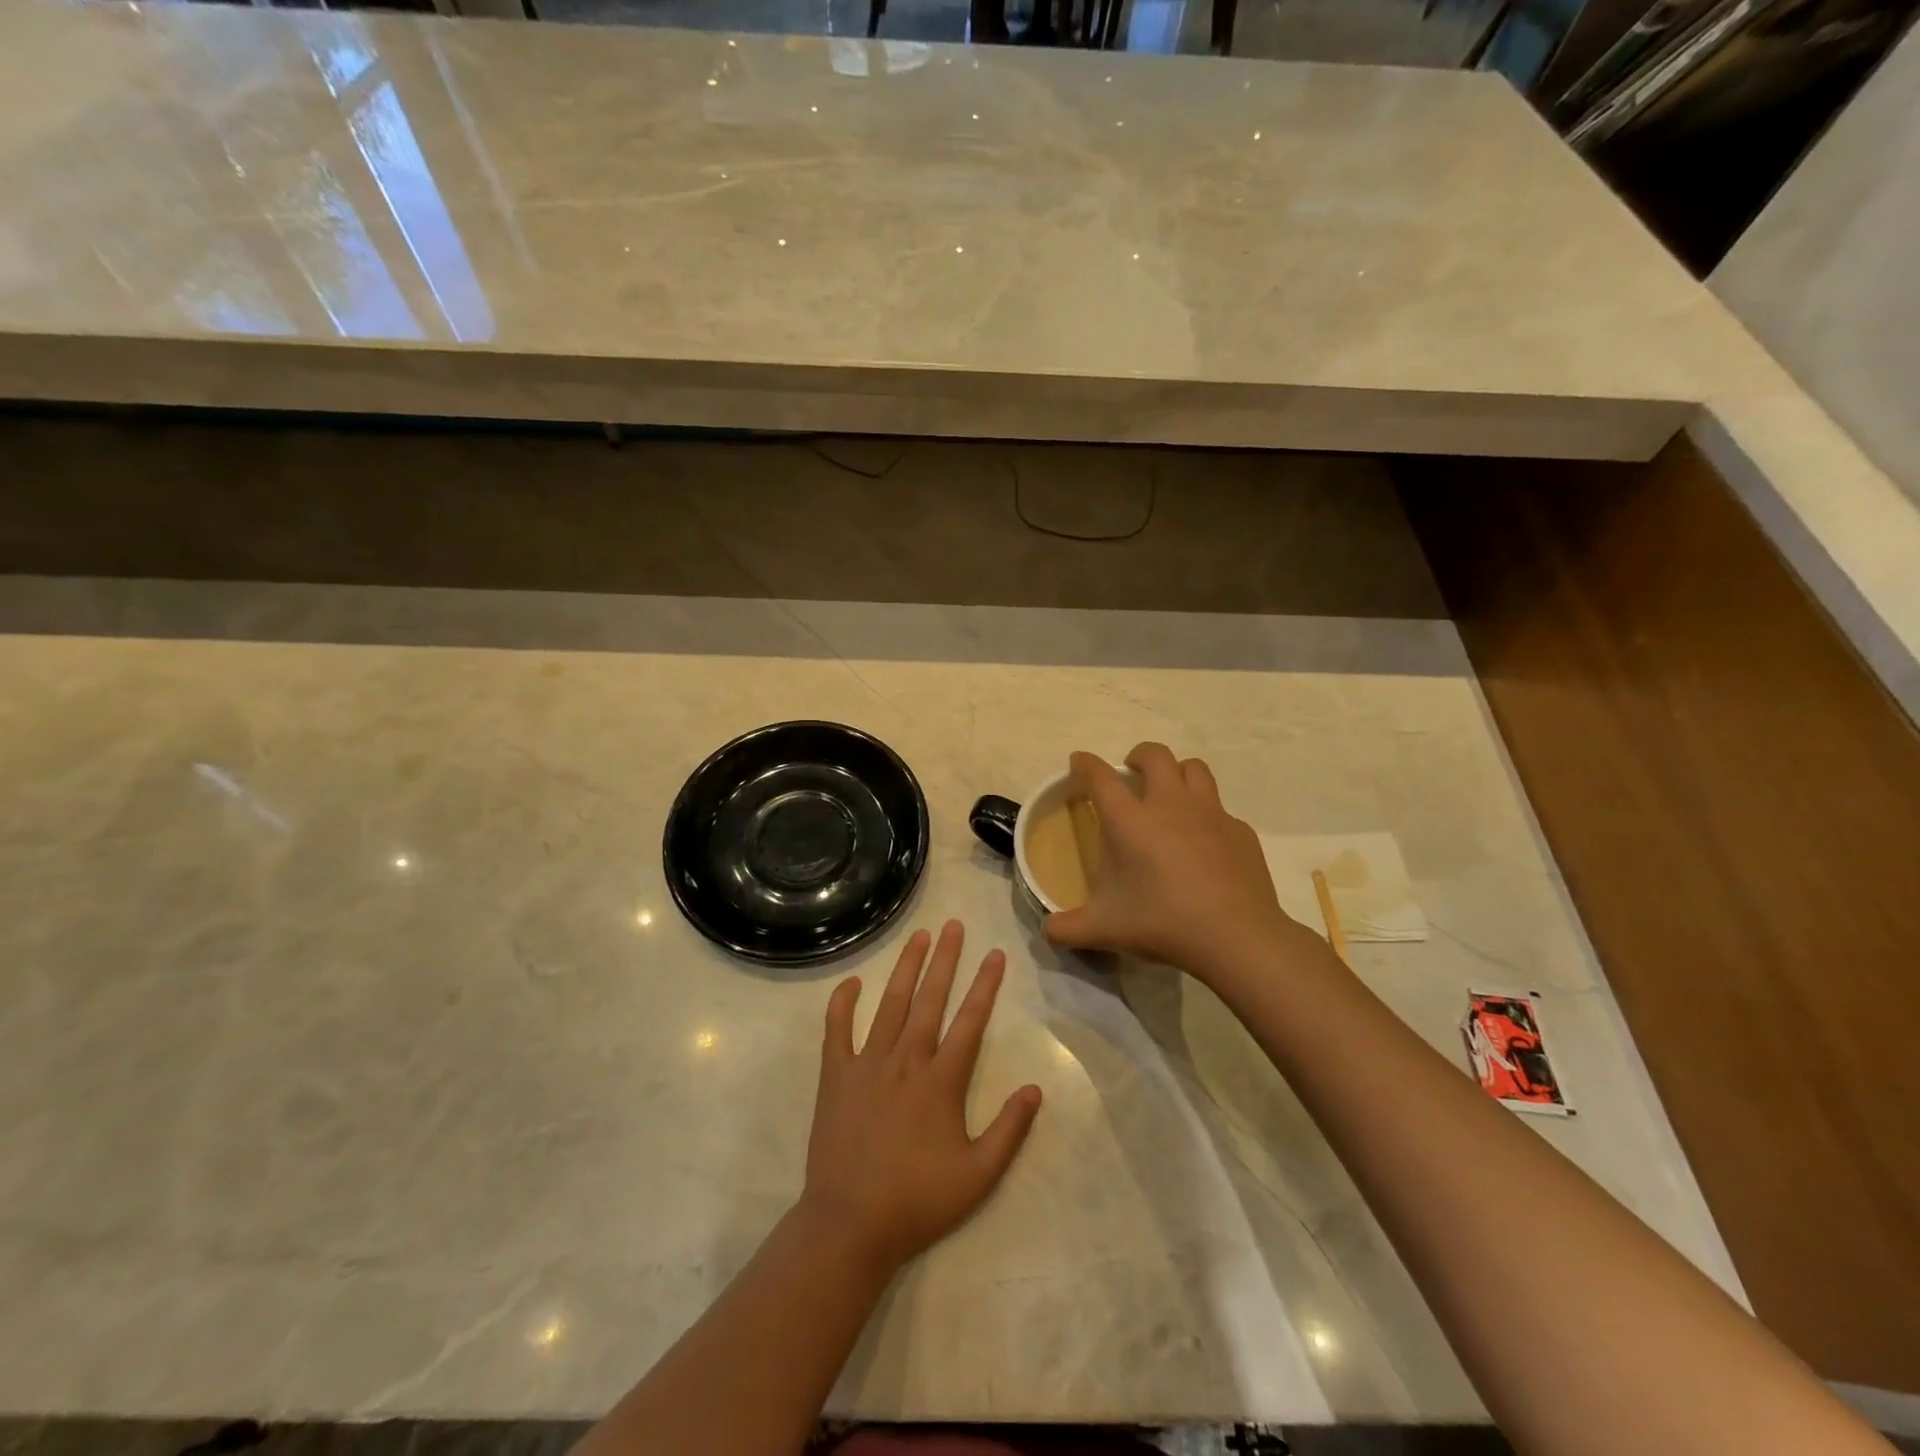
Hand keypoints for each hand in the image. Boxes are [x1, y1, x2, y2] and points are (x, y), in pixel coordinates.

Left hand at [802, 921, 1042, 1272]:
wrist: (850, 1224)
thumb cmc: (918, 1200)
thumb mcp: (978, 1176)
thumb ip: (1009, 1130)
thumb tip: (1035, 1088)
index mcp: (941, 1081)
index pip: (969, 1021)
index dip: (985, 986)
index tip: (995, 954)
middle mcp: (906, 1061)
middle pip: (930, 999)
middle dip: (945, 960)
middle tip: (954, 925)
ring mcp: (867, 1064)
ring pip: (890, 1005)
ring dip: (906, 968)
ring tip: (919, 937)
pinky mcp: (835, 1076)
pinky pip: (837, 1031)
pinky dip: (842, 1004)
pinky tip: (851, 982)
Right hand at [1043, 743, 1308, 982]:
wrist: (1236, 936)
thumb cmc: (1162, 923)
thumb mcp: (1103, 930)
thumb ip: (1067, 928)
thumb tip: (1047, 930)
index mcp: (1129, 821)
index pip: (1100, 777)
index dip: (1085, 764)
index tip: (1079, 762)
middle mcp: (1169, 805)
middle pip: (1155, 755)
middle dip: (1139, 756)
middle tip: (1131, 773)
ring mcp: (1210, 814)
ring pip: (1194, 769)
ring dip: (1178, 772)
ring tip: (1170, 794)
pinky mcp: (1240, 831)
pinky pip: (1221, 810)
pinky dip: (1208, 816)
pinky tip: (1205, 844)